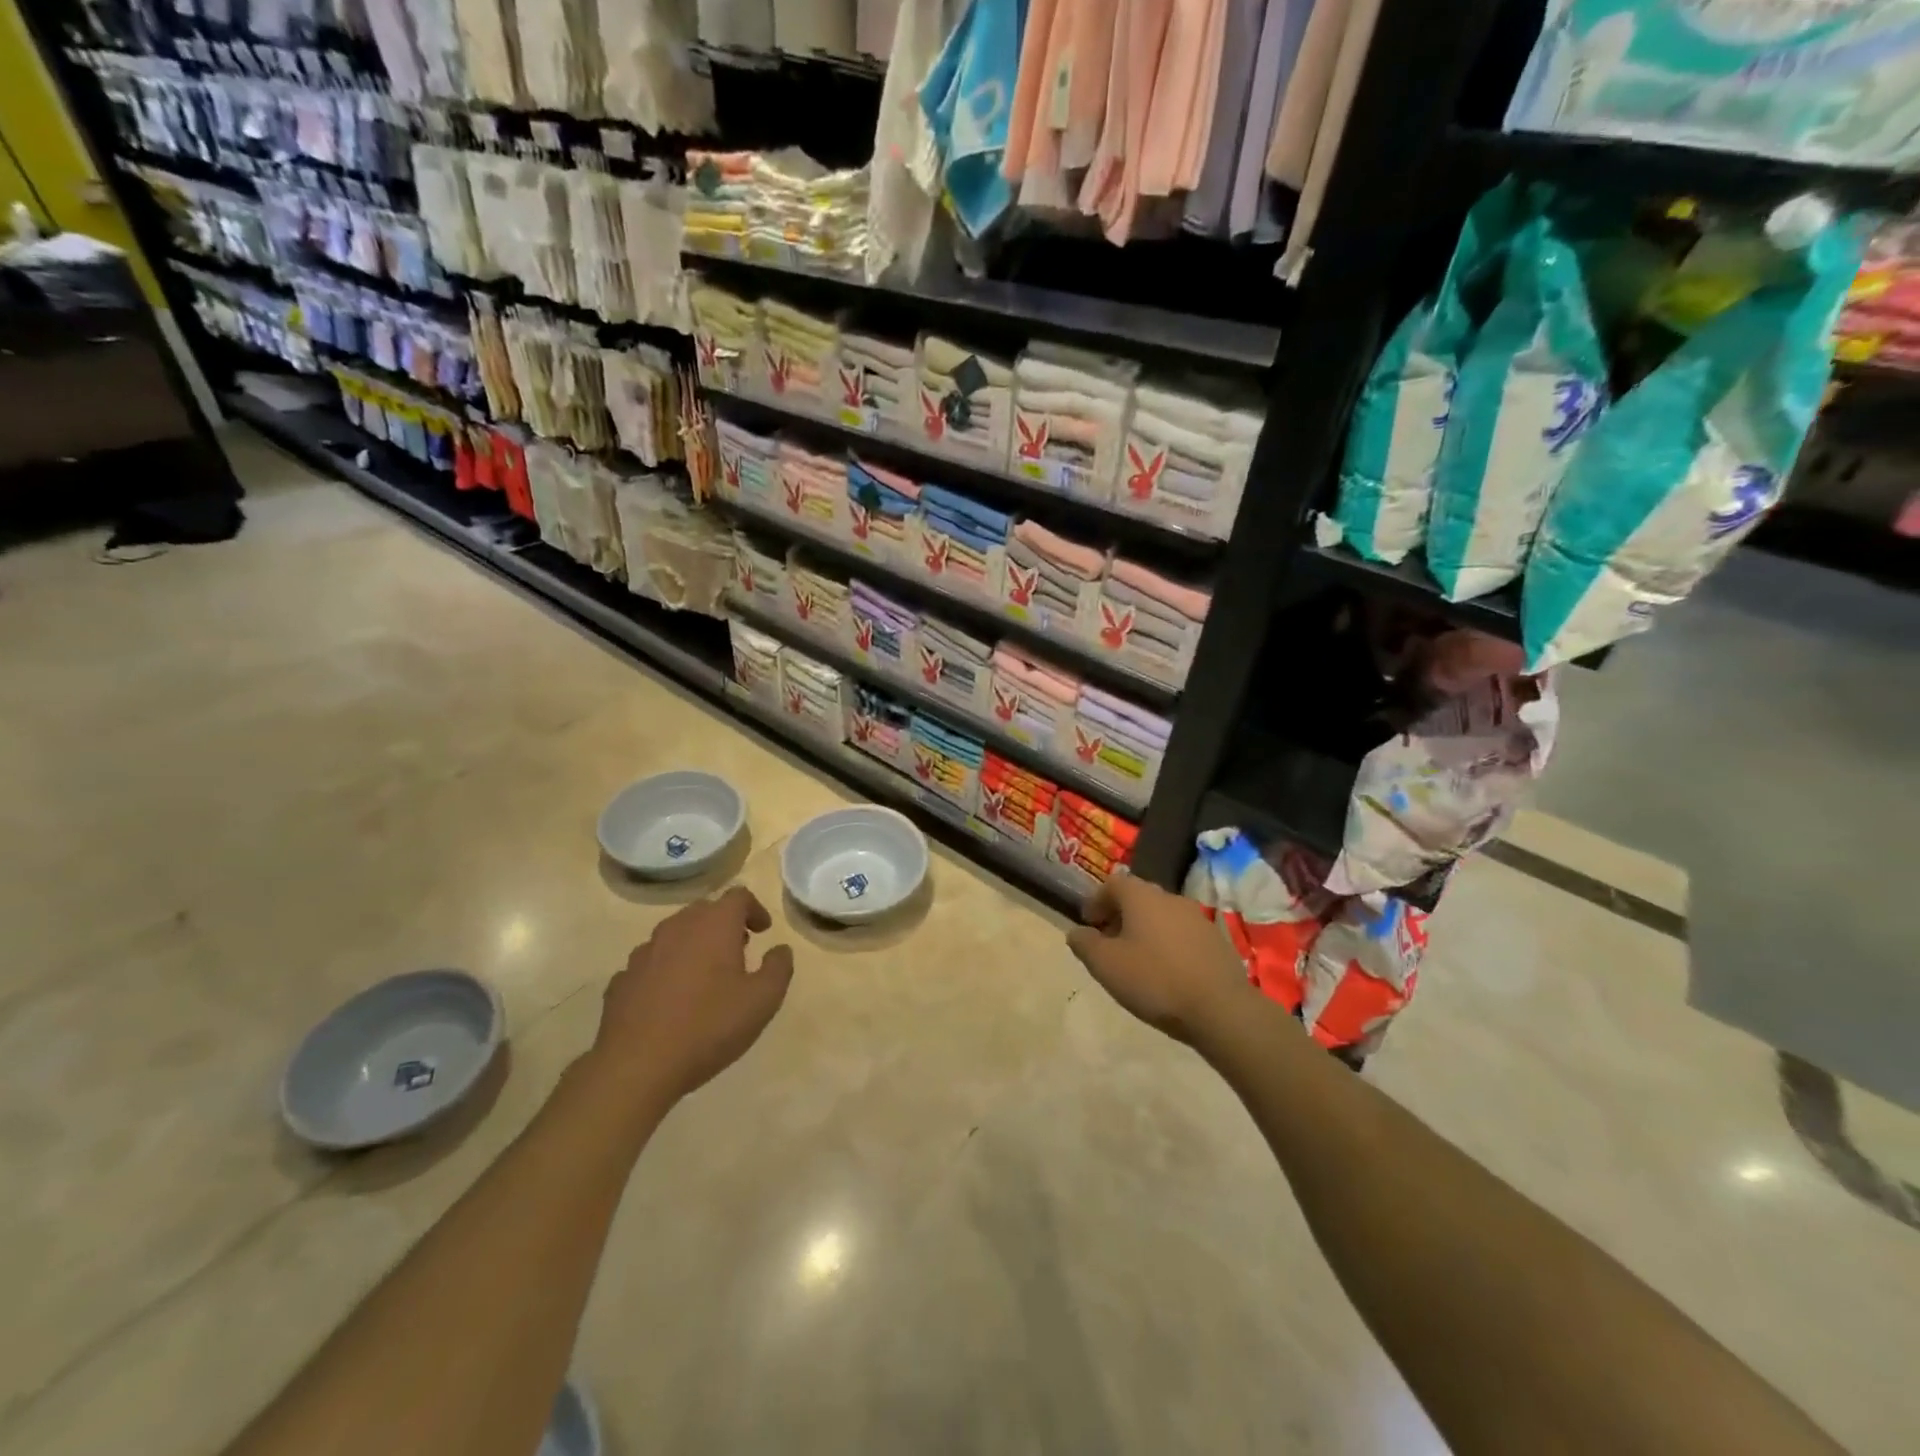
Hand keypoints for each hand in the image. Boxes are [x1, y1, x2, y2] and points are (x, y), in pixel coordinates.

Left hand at [590, 886, 794, 1107]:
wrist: (636, 1067)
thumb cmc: (709, 1026)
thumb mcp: (763, 1001)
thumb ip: (779, 968)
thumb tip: (780, 950)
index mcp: (714, 925)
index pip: (738, 897)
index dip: (754, 909)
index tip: (763, 931)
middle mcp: (677, 928)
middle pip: (705, 911)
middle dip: (725, 925)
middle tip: (739, 950)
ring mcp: (644, 952)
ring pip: (675, 935)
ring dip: (694, 946)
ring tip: (706, 977)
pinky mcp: (622, 979)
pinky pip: (652, 963)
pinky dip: (667, 970)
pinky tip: (672, 1000)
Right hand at [1066, 871, 1248, 1047]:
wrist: (1221, 1008)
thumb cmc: (1155, 980)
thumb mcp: (1106, 966)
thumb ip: (1085, 944)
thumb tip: (1076, 932)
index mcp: (1142, 897)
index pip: (1113, 883)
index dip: (1096, 900)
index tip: (1088, 923)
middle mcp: (1170, 898)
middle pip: (1138, 897)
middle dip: (1120, 915)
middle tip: (1108, 942)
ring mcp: (1197, 918)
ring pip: (1161, 915)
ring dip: (1144, 930)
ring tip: (1135, 959)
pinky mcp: (1215, 941)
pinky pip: (1181, 933)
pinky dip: (1167, 944)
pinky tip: (1165, 971)